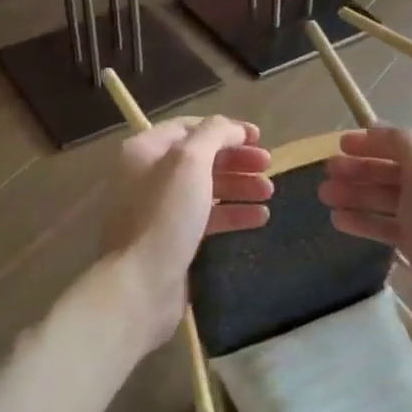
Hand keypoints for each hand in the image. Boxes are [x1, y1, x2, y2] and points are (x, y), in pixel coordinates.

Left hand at [98, 115, 272, 352]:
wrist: (142, 284)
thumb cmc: (165, 215)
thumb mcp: (190, 161)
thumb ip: (214, 134)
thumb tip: (233, 129)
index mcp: (145, 151)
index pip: (190, 127)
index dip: (226, 129)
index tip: (259, 137)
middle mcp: (148, 176)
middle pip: (201, 158)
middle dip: (237, 160)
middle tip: (268, 165)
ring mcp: (159, 210)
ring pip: (206, 189)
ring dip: (240, 186)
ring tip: (270, 192)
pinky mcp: (171, 239)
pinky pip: (206, 218)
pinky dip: (233, 214)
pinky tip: (260, 218)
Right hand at [318, 126, 411, 345]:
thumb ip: (402, 145)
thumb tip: (377, 127)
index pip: (409, 146)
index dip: (374, 143)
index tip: (340, 145)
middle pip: (397, 174)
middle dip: (360, 171)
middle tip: (325, 173)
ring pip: (390, 202)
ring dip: (357, 195)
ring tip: (324, 196)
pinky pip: (390, 228)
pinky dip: (366, 221)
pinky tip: (339, 220)